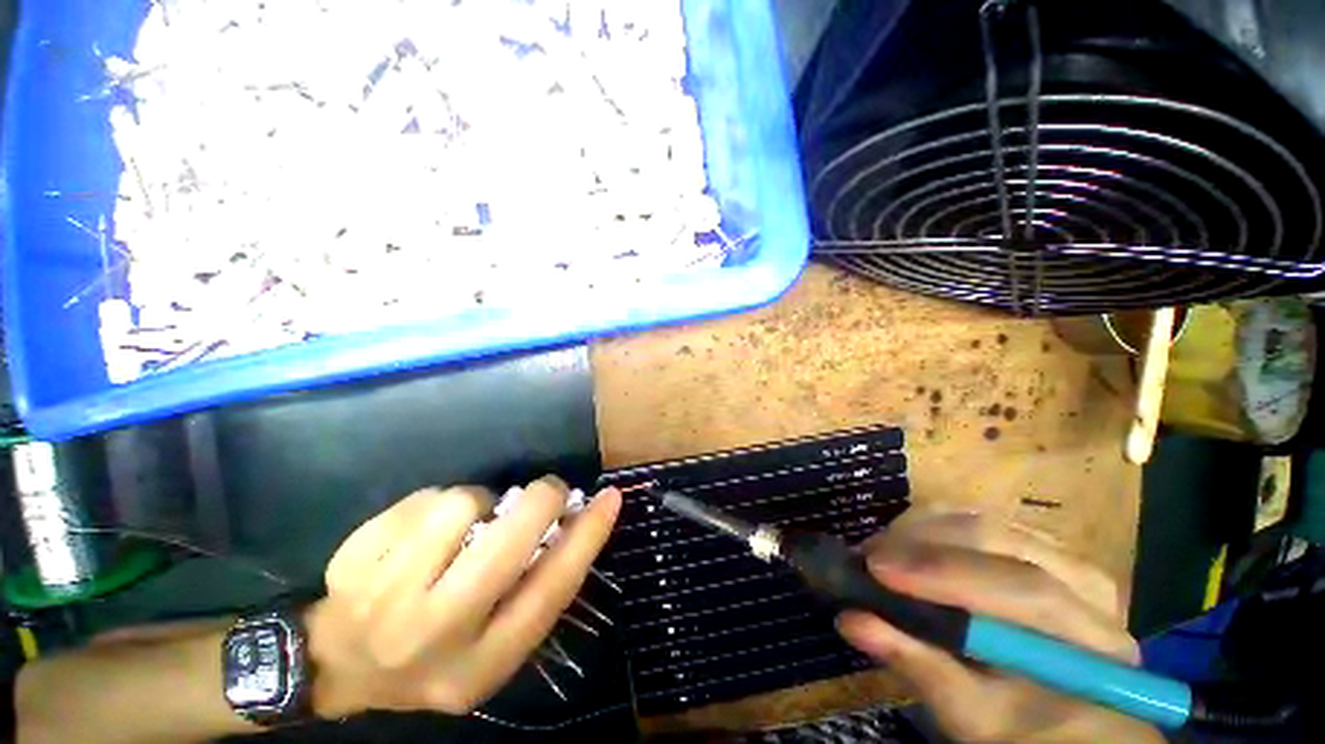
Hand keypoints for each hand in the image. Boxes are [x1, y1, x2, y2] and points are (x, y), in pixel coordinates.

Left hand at [303, 476, 620, 717]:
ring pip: (460, 505)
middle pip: (505, 545)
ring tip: (469, 523)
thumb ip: (535, 590)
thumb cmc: (435, 655)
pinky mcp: (354, 559)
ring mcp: (383, 597)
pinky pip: (423, 498)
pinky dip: (438, 502)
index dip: (587, 538)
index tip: (610, 497)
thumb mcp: (494, 646)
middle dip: (540, 500)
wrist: (338, 664)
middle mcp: (432, 635)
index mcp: (479, 664)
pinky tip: (425, 530)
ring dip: (480, 501)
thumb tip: (573, 520)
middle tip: (546, 491)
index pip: (549, 592)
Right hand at [837, 511, 1163, 743]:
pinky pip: (975, 519)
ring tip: (879, 551)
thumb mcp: (973, 717)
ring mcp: (1059, 556)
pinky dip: (930, 526)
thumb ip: (919, 667)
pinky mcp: (1032, 545)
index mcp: (1091, 641)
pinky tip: (905, 544)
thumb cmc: (1021, 730)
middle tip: (866, 556)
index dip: (944, 573)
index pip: (1025, 590)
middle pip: (999, 540)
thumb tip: (851, 620)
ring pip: (981, 520)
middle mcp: (1086, 585)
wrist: (1060, 722)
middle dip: (921, 543)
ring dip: (919, 530)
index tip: (875, 569)